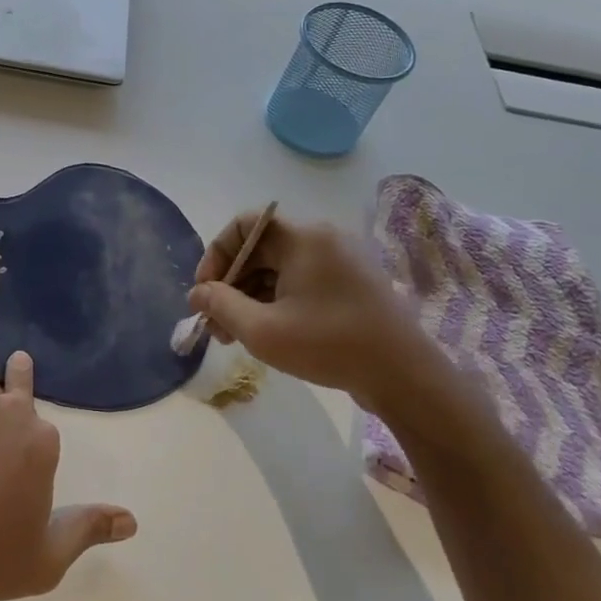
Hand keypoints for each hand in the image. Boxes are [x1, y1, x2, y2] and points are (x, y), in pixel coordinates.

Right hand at [189, 210, 461, 421]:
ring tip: (236, 336)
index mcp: (303, 238)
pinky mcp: (351, 284)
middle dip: (231, 284)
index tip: (205, 292)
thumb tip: (197, 293)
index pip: (244, 225)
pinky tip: (267, 333)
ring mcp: (341, 261)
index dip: (216, 255)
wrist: (404, 376)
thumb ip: (221, 305)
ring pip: (279, 269)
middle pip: (260, 249)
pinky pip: (301, 281)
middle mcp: (323, 239)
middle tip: (216, 324)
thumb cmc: (330, 345)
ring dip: (251, 297)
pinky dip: (277, 301)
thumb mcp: (263, 329)